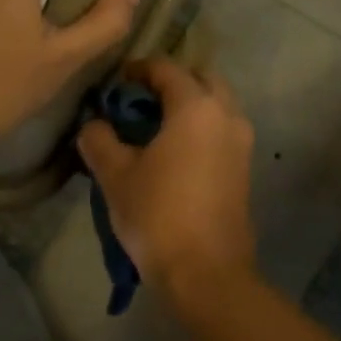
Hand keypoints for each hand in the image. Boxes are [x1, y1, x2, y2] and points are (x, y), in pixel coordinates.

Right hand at [78, 58, 257, 301]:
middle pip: (201, 79)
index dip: (139, 69)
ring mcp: (242, 142)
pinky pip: (223, 130)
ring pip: (217, 105)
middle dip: (173, 81)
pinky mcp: (245, 167)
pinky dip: (202, 127)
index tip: (117, 81)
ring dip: (190, 104)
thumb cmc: (158, 214)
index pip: (167, 69)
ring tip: (156, 125)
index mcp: (197, 107)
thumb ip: (100, 140)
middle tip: (141, 99)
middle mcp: (227, 115)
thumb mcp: (116, 175)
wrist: (207, 271)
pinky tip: (175, 150)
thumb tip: (95, 125)